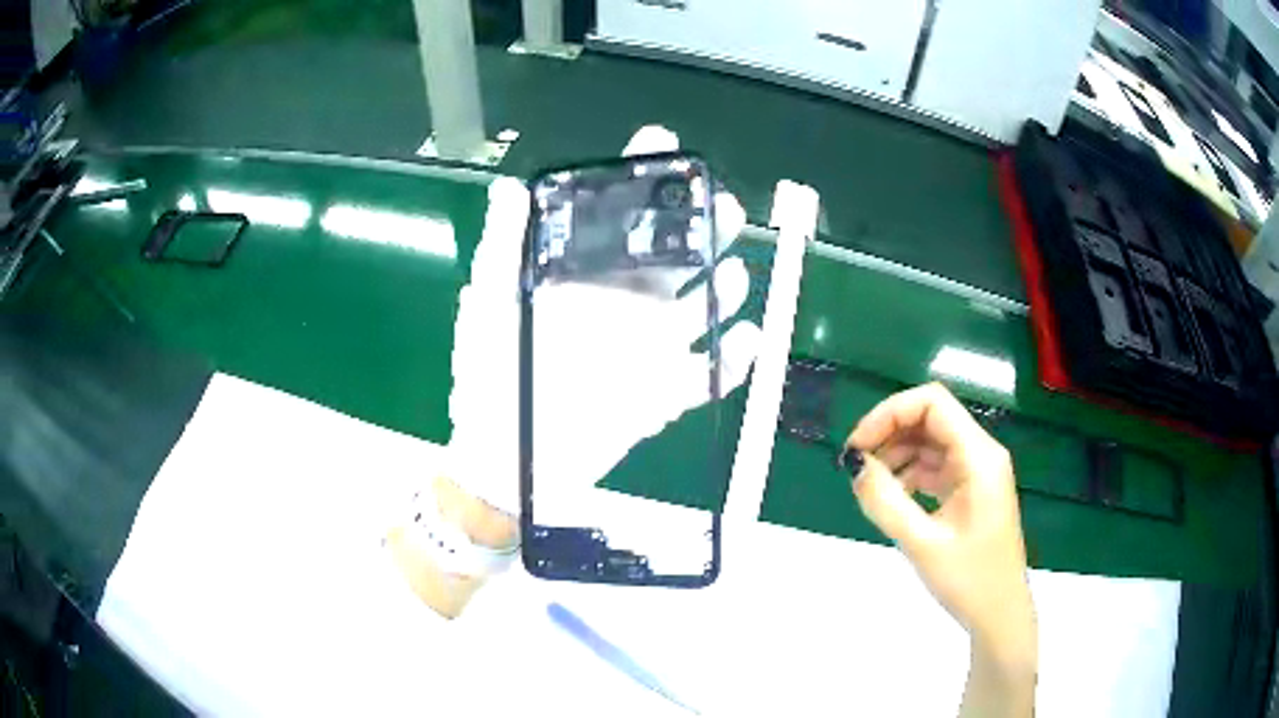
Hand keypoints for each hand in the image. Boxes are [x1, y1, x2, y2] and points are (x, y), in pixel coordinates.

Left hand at [448, 125, 759, 515]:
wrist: (505, 457)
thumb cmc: (490, 374)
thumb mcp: (489, 302)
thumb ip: (503, 245)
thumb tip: (512, 186)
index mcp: (587, 275)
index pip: (623, 217)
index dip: (644, 179)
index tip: (663, 144)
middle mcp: (626, 303)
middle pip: (679, 255)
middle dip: (705, 226)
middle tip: (725, 204)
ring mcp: (650, 348)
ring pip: (703, 309)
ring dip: (726, 288)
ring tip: (733, 274)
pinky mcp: (665, 394)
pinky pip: (711, 374)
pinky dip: (734, 359)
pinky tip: (743, 339)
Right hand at [844, 384, 1035, 700]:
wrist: (999, 614)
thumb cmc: (968, 580)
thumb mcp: (922, 544)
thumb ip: (886, 502)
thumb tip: (854, 465)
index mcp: (979, 457)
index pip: (932, 403)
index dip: (890, 413)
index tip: (858, 446)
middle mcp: (981, 453)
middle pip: (931, 418)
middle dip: (890, 432)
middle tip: (856, 466)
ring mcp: (978, 471)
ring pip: (931, 441)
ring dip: (898, 454)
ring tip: (870, 486)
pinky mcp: (972, 490)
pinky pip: (937, 466)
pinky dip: (910, 473)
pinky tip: (893, 497)